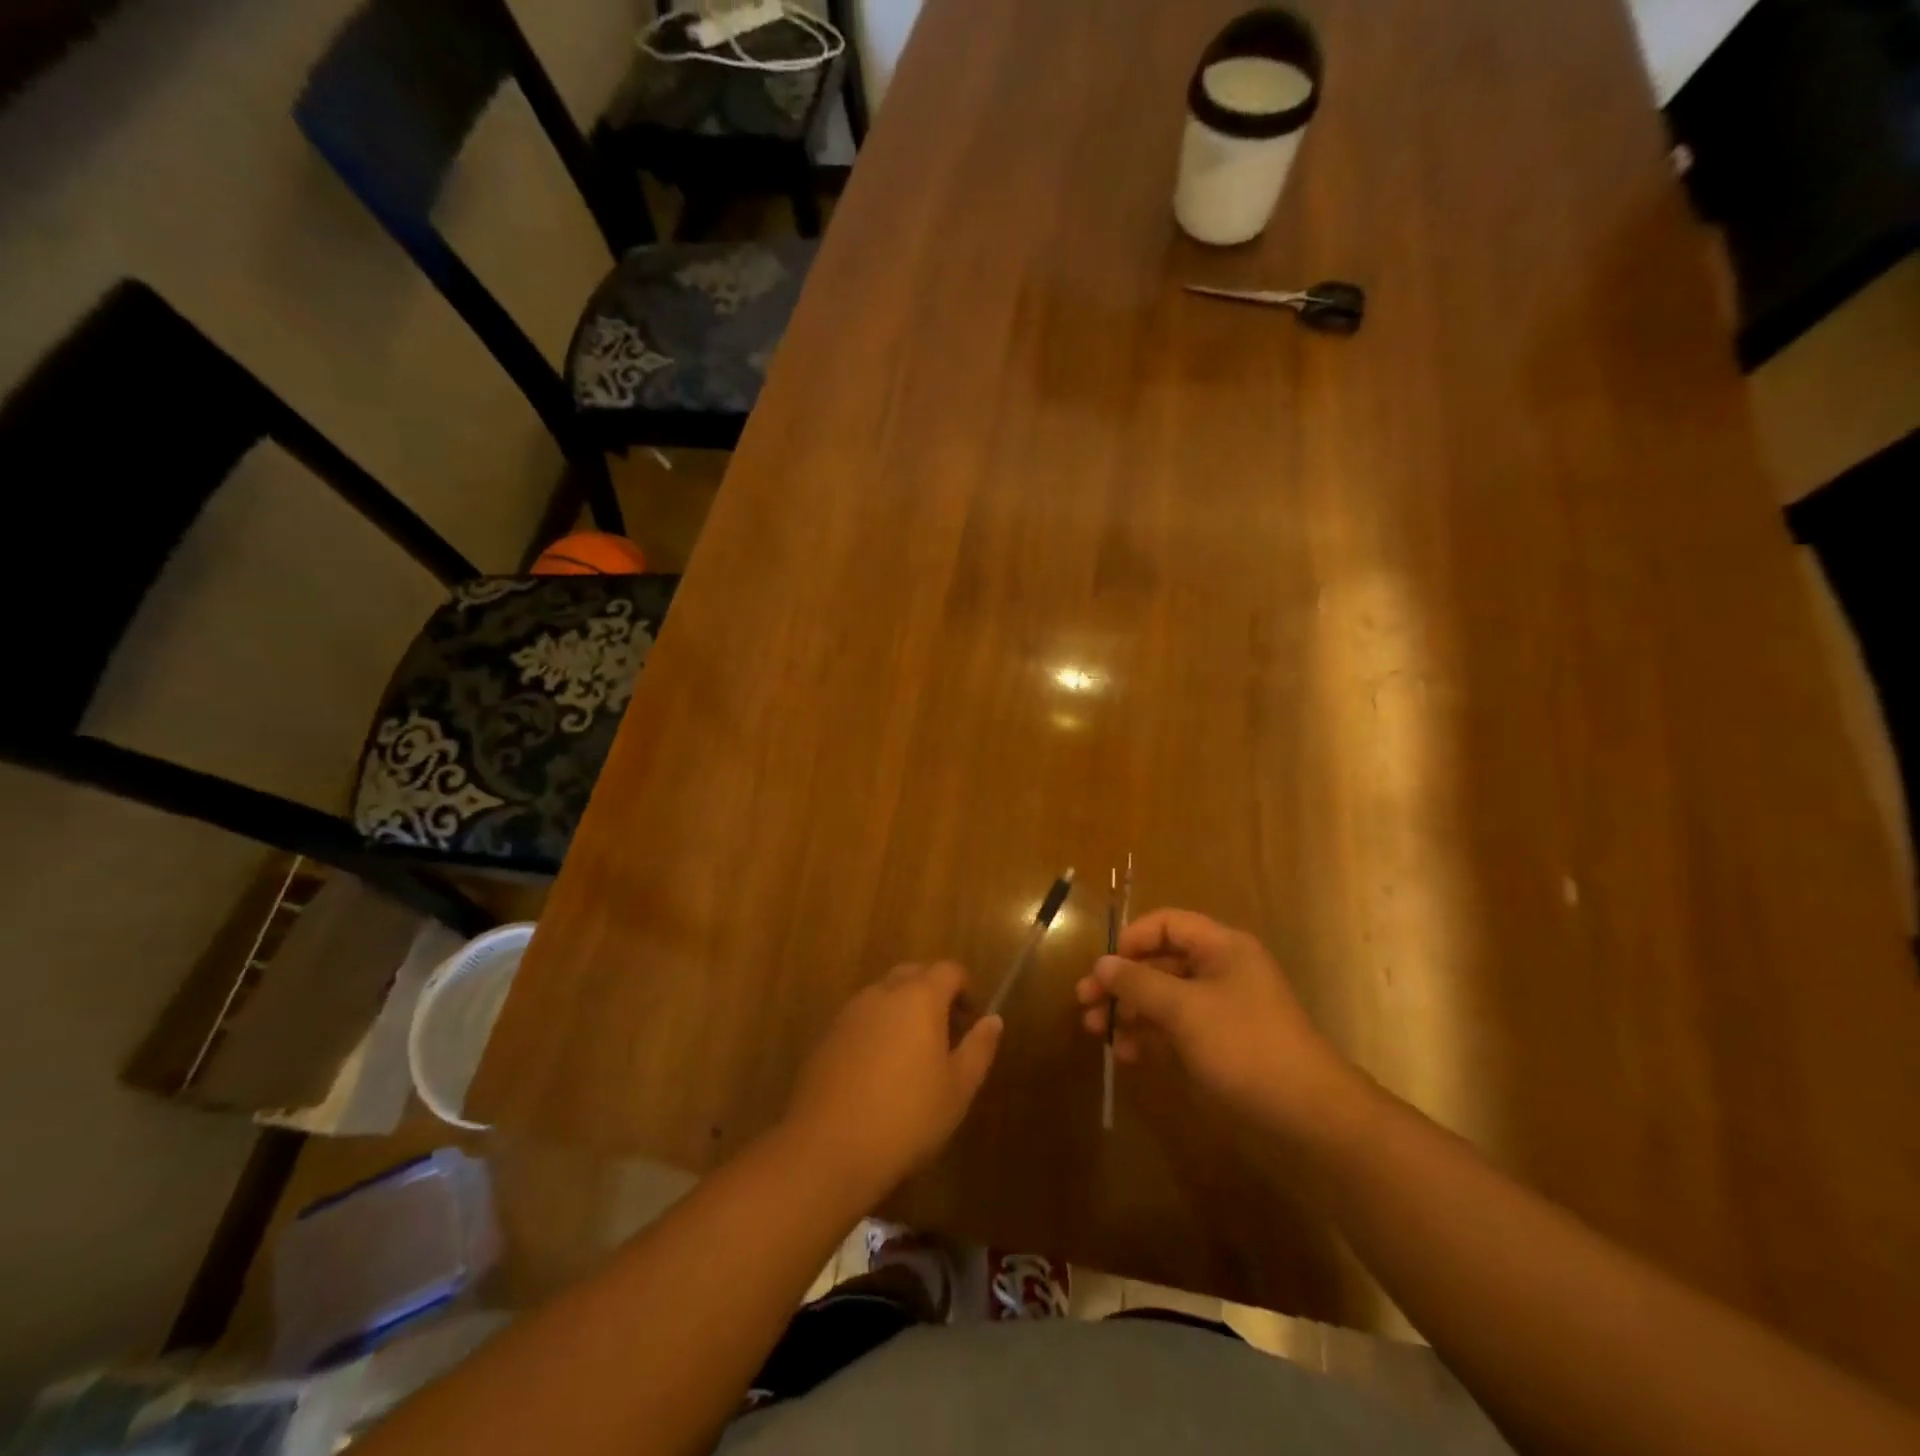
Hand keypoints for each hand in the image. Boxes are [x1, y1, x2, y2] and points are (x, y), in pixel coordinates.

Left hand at [784, 962, 1001, 1198]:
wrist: (828, 1148)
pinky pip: (861, 1018)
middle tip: (944, 1032)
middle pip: (913, 974)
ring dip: (902, 1009)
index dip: (965, 988)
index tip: (970, 1020)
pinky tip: (878, 1070)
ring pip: (883, 994)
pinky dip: (876, 1029)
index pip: (949, 970)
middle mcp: (882, 993)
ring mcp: (850, 1012)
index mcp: (919, 997)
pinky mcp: (826, 1036)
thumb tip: (993, 1019)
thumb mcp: (958, 1088)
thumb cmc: (907, 1117)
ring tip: (911, 1054)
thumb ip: (979, 1048)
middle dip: (933, 992)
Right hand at [1075, 908, 1357, 1135]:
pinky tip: (1128, 1056)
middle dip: (1121, 982)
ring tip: (1097, 1033)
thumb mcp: (1184, 1009)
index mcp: (1222, 948)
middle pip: (1160, 962)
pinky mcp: (1220, 1045)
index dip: (1131, 939)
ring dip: (1129, 1011)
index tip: (1103, 968)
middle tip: (1084, 1004)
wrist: (1309, 1117)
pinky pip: (1175, 1029)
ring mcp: (1221, 1010)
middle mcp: (1221, 970)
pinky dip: (1150, 1037)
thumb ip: (1138, 983)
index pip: (1167, 924)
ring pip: (1163, 998)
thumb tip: (1101, 964)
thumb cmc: (1245, 1046)